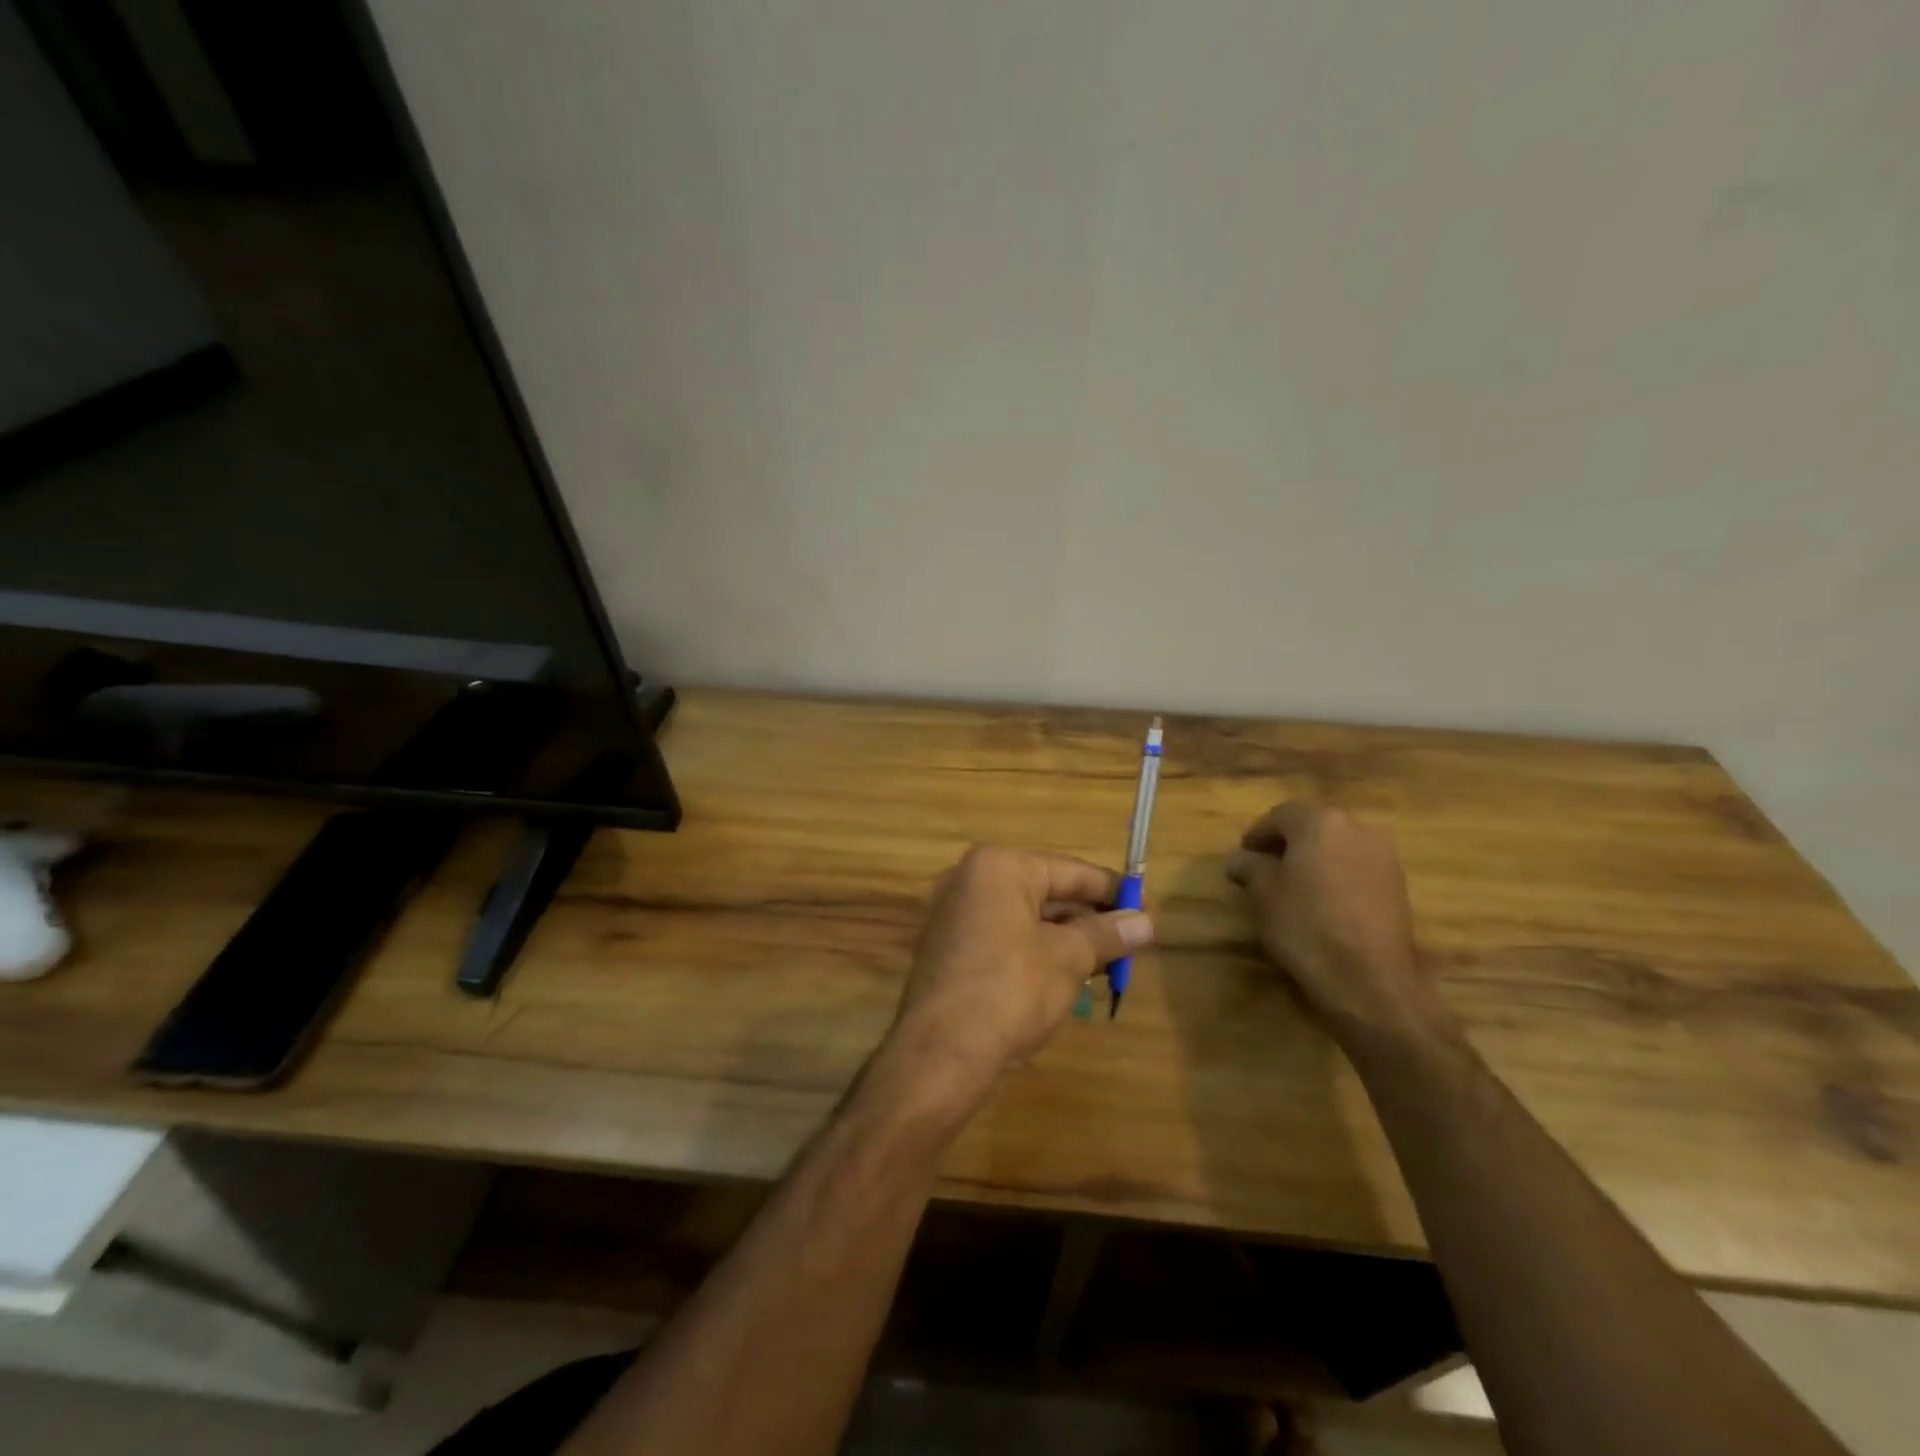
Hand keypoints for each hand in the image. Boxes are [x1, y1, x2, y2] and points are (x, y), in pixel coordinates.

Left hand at [885, 845, 1154, 1099]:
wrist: (941, 1053)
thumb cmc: (1010, 990)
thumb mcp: (1068, 958)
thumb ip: (1107, 934)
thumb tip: (1146, 922)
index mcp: (998, 867)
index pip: (1070, 870)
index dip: (1113, 891)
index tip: (1148, 908)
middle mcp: (970, 880)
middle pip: (1046, 892)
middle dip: (1090, 918)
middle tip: (1133, 940)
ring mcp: (955, 914)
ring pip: (1027, 917)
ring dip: (1067, 938)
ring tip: (1110, 962)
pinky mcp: (950, 948)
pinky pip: (1005, 937)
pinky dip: (1038, 951)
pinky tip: (1070, 975)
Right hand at [1225, 803, 1458, 1053]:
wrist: (1369, 979)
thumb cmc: (1305, 926)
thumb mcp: (1263, 894)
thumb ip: (1249, 866)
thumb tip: (1239, 858)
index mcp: (1321, 822)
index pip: (1280, 816)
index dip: (1257, 834)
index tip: (1243, 855)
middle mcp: (1357, 827)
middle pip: (1313, 826)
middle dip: (1288, 844)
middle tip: (1265, 868)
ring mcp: (1384, 855)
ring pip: (1338, 846)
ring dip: (1315, 859)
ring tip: (1294, 886)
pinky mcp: (1398, 883)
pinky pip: (1357, 866)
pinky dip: (1337, 874)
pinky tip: (1323, 900)